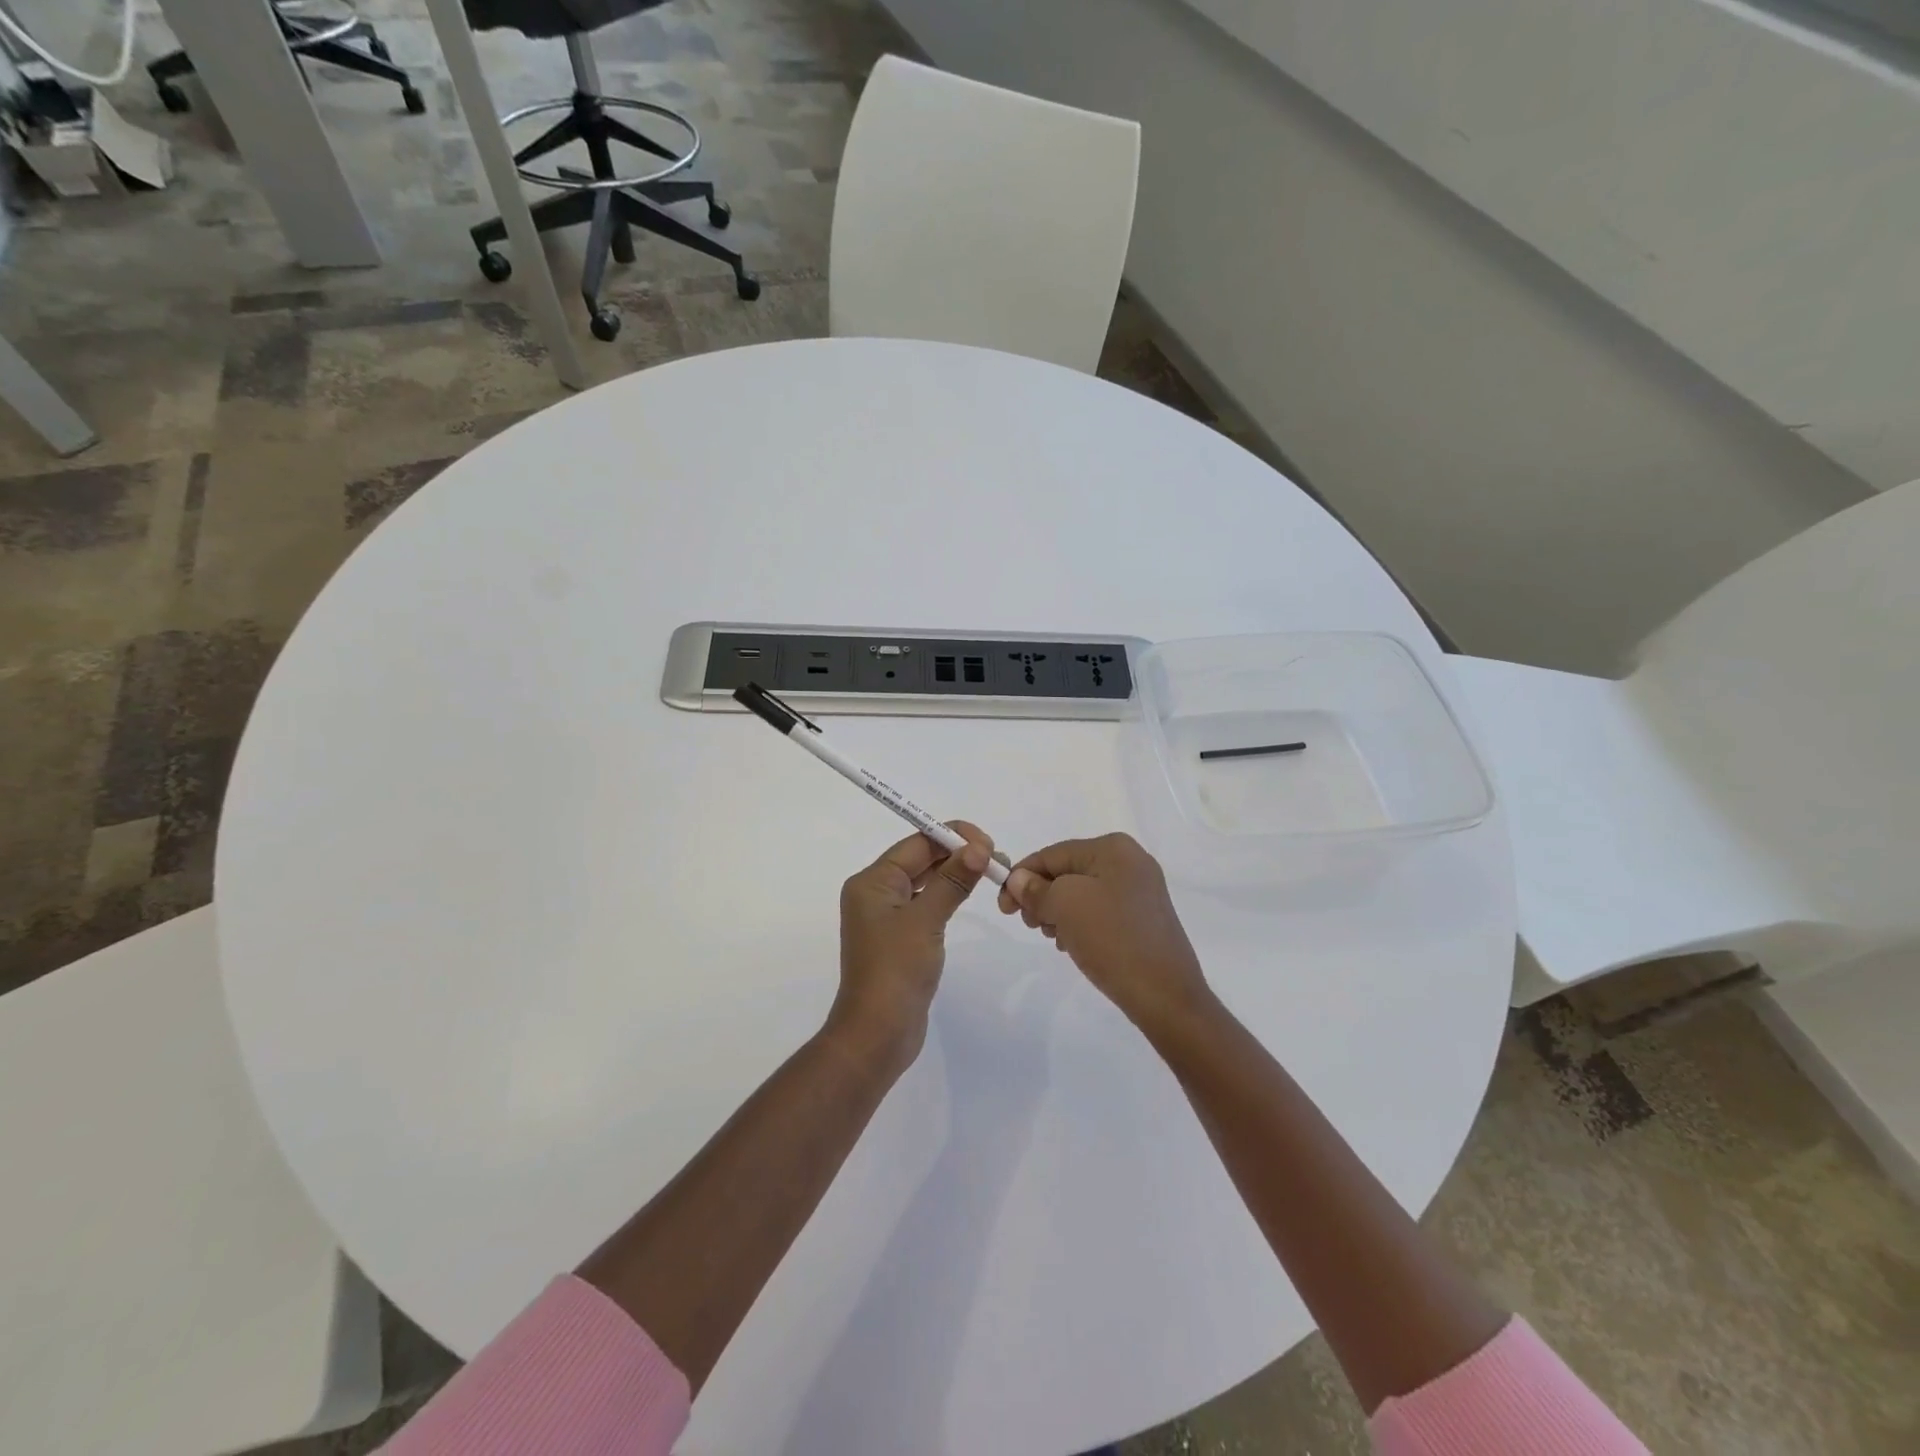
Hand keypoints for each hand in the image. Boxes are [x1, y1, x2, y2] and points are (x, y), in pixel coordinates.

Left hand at [831, 822, 993, 1068]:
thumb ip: (952, 880)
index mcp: (872, 881)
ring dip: (956, 873)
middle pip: (921, 858)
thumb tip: (977, 847)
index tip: (989, 844)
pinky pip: (927, 903)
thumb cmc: (896, 970)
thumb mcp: (926, 919)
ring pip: (926, 881)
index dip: (953, 837)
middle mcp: (876, 893)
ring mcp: (887, 916)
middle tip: (999, 859)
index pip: (917, 843)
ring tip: (992, 872)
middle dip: (959, 853)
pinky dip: (948, 895)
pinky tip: (970, 895)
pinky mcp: (901, 938)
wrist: (878, 1034)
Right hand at [997, 832, 1212, 1035]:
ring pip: (1081, 893)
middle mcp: (1130, 861)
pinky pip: (1099, 910)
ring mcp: (1140, 890)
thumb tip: (1019, 880)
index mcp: (1113, 848)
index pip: (1052, 854)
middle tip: (1029, 925)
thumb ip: (1036, 889)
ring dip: (1058, 912)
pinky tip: (1073, 944)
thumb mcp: (1065, 906)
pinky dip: (1079, 923)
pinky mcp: (1144, 917)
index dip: (1021, 877)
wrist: (1166, 996)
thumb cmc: (1112, 939)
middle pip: (1067, 871)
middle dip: (1041, 896)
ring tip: (1054, 938)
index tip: (1003, 907)